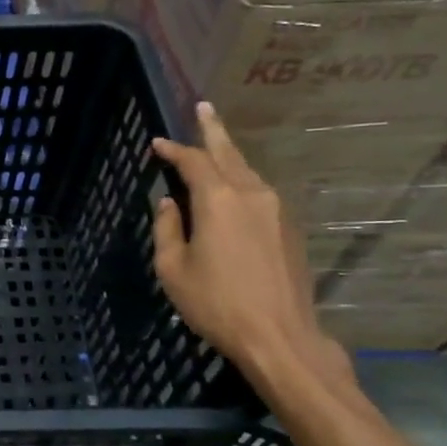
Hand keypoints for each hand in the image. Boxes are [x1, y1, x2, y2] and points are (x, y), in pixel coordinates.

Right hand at [150, 102, 350, 387]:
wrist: (280, 338)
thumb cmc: (216, 303)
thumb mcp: (173, 268)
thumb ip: (167, 229)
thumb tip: (168, 204)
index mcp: (218, 201)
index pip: (192, 162)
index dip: (173, 149)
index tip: (156, 144)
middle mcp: (251, 195)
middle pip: (228, 153)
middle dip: (213, 130)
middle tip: (203, 107)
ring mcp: (276, 211)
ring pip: (248, 171)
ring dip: (229, 155)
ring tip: (214, 145)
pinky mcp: (289, 230)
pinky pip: (260, 193)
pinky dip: (242, 180)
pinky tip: (233, 188)